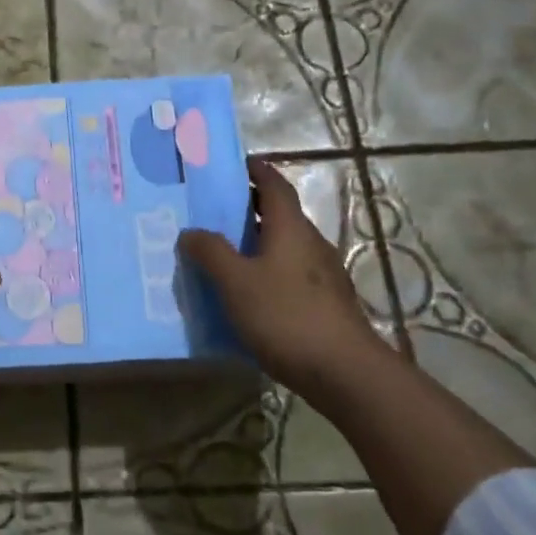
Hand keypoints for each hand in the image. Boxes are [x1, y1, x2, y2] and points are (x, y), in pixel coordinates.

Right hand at [178, 159, 398, 390]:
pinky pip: (290, 273)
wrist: (344, 372)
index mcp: (290, 228)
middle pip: (280, 214)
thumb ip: (211, 253)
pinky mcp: (325, 303)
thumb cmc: (285, 315)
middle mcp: (310, 243)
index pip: (275, 185)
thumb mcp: (236, 282)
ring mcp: (322, 274)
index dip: (257, 170)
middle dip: (250, 206)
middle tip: (215, 208)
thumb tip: (191, 231)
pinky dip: (267, 269)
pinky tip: (247, 292)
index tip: (235, 162)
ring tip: (224, 251)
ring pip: (285, 245)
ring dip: (257, 241)